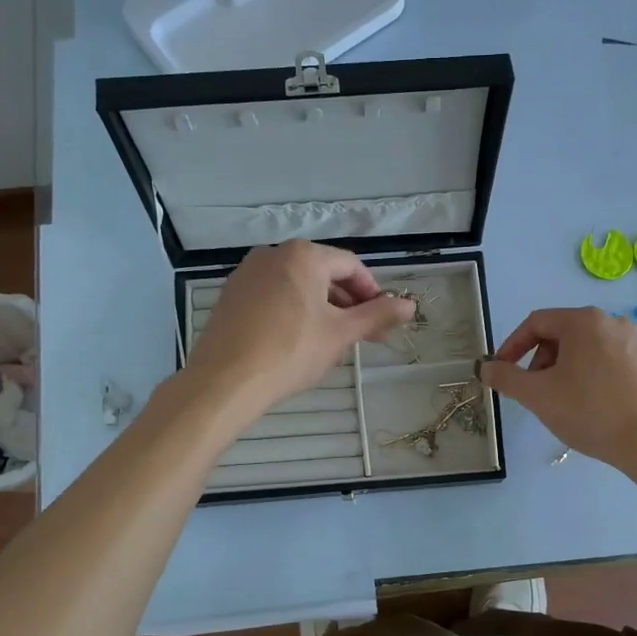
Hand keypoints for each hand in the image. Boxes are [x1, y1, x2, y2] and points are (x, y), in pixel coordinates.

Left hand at [187, 241, 412, 419]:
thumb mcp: (341, 334)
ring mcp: (247, 274)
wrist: (225, 381)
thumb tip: (411, 305)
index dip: (372, 293)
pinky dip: (293, 312)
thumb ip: (377, 315)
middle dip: (348, 303)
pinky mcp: (231, 296)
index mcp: (303, 255)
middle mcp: (273, 254)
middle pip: (323, 273)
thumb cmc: (291, 352)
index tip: (382, 322)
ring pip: (298, 286)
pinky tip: (297, 342)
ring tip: (332, 342)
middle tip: (363, 336)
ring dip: (322, 309)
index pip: (351, 266)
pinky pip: (273, 296)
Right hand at [480, 307, 636, 470]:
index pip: (536, 323)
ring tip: (559, 400)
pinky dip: (586, 375)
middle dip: (539, 360)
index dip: (512, 345)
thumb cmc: (590, 412)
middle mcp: (611, 321)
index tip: (502, 371)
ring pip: (583, 348)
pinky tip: (587, 404)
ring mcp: (633, 342)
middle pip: (561, 333)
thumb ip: (505, 377)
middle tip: (532, 390)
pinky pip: (605, 360)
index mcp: (584, 321)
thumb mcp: (538, 395)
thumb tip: (485, 367)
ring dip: (561, 369)